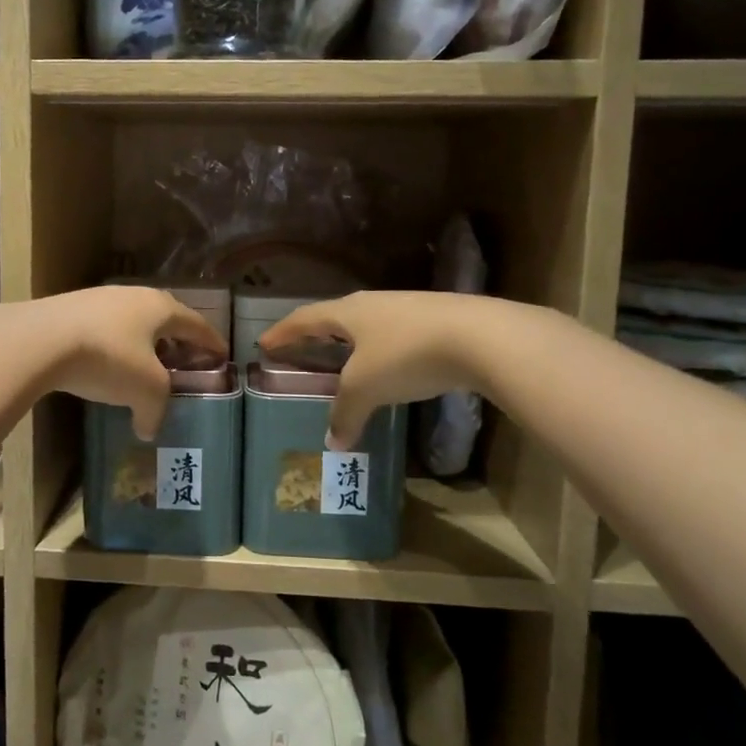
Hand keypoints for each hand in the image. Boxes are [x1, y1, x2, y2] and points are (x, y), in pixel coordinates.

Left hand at [37, 286, 227, 438]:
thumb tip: (149, 429)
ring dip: (142, 341)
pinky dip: (113, 345)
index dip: (210, 341)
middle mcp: (133, 295)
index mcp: (160, 308)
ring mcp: (98, 298)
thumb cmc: (109, 358)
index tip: (222, 353)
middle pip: (163, 316)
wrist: (41, 340)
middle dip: (176, 338)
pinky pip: (103, 328)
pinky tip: (106, 363)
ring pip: (131, 320)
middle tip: (184, 357)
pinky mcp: (69, 309)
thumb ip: (155, 411)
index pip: (195, 324)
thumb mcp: (145, 390)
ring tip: (145, 363)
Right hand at [260, 291, 478, 449]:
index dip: (283, 332)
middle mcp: (374, 304)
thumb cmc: (406, 355)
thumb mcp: (366, 387)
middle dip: (316, 334)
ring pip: (369, 325)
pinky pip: (396, 335)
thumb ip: (346, 413)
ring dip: (351, 342)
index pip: (305, 319)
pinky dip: (382, 351)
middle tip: (301, 348)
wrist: (481, 337)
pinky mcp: (437, 321)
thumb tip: (333, 442)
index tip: (264, 343)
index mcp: (348, 312)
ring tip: (344, 359)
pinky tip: (390, 366)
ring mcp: (408, 309)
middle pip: (336, 317)